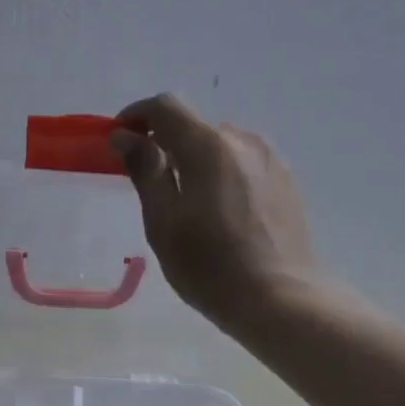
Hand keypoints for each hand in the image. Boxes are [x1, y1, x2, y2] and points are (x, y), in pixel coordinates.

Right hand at [112, 93, 320, 331]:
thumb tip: (125, 136)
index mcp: (209, 146)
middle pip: (194, 126)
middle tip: (149, 183)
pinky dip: (221, 173)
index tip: (119, 139)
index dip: (137, 115)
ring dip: (195, 160)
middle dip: (165, 143)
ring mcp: (270, 159)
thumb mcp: (163, 222)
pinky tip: (220, 213)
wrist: (281, 299)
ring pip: (220, 145)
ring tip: (187, 204)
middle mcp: (243, 140)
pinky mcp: (286, 180)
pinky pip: (242, 163)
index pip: (166, 106)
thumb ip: (145, 171)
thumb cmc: (210, 266)